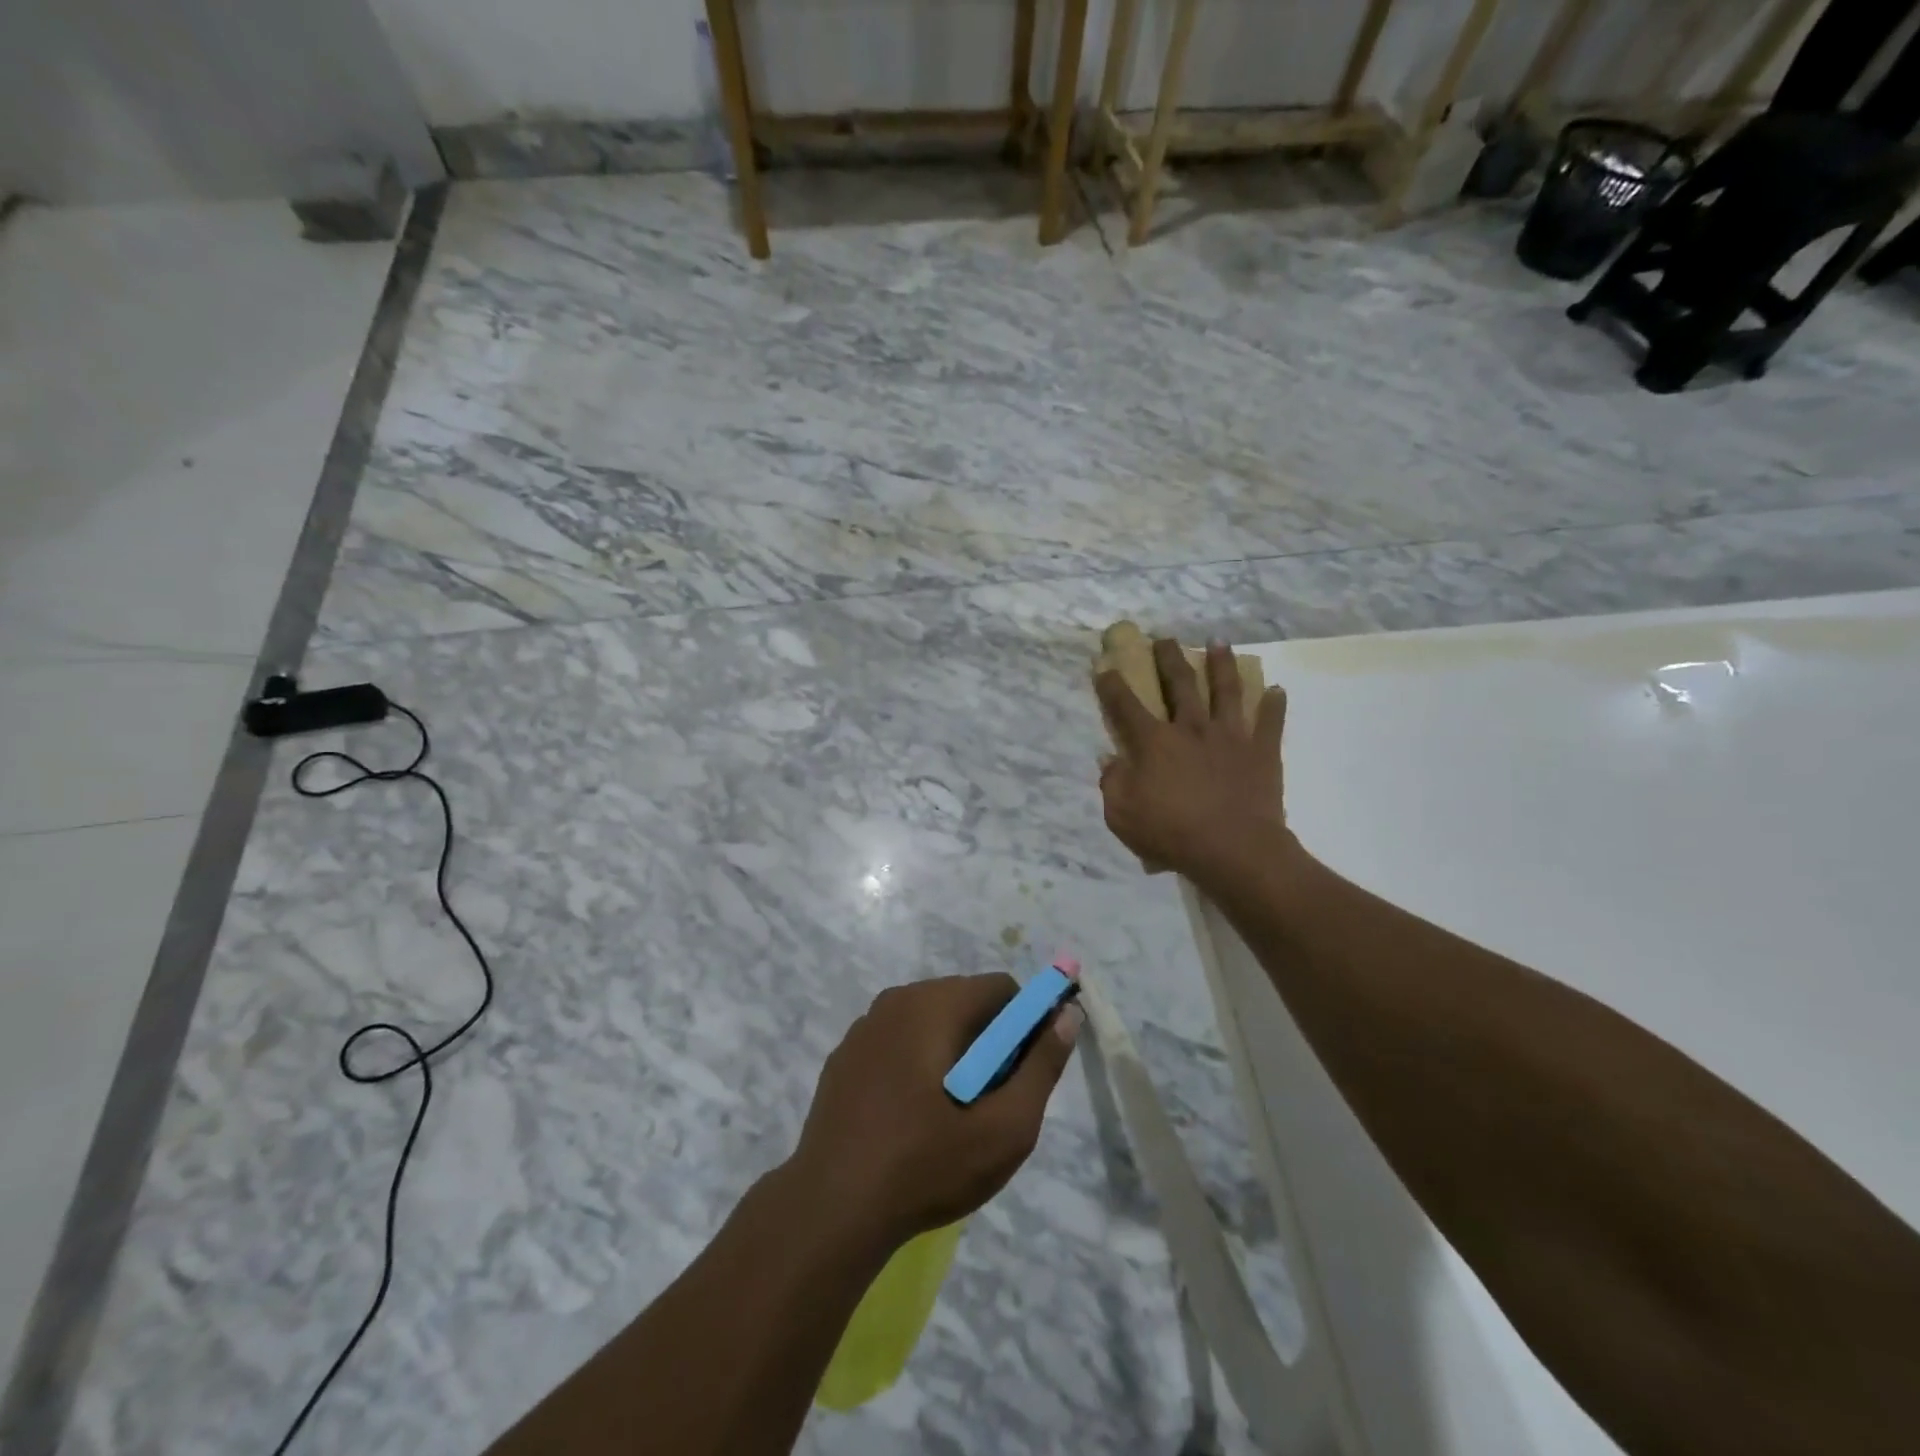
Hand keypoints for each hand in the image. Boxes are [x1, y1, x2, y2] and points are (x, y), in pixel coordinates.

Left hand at [789, 975, 1081, 1249]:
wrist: (830, 1210)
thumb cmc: (925, 1166)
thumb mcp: (1004, 1127)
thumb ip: (1041, 1066)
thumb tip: (1067, 1014)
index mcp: (933, 1004)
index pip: (1001, 988)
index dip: (1025, 1024)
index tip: (1023, 1074)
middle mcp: (896, 1000)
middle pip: (965, 1002)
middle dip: (989, 1042)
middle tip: (990, 1103)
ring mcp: (864, 1028)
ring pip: (930, 1022)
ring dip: (953, 1054)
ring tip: (952, 1116)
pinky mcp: (844, 1057)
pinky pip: (898, 1043)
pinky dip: (916, 1064)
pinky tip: (911, 1119)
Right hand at [1096, 638, 1292, 885]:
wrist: (1234, 850)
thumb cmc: (1171, 833)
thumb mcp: (1121, 815)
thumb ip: (1112, 783)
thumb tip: (1109, 759)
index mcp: (1154, 742)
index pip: (1125, 705)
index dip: (1112, 685)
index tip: (1104, 666)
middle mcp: (1191, 728)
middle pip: (1179, 684)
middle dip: (1168, 658)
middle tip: (1165, 639)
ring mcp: (1230, 736)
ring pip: (1226, 690)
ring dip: (1221, 664)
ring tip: (1219, 642)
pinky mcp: (1261, 751)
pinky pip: (1270, 722)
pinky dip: (1274, 706)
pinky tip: (1277, 690)